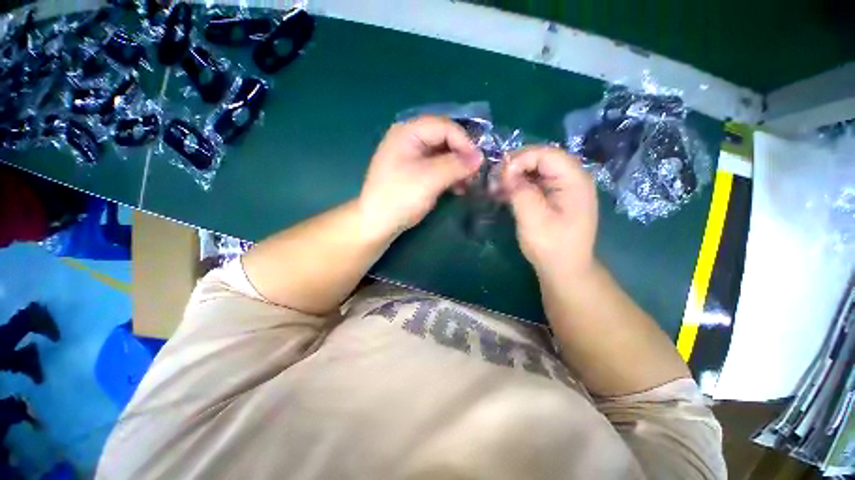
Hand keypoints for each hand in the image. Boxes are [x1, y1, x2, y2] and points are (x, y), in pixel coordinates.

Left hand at [359, 116, 482, 236]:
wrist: (377, 223)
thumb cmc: (400, 198)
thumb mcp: (430, 179)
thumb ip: (456, 165)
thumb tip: (480, 157)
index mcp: (408, 132)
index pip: (444, 126)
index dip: (464, 142)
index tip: (479, 162)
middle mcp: (409, 139)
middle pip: (444, 138)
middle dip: (462, 155)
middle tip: (476, 172)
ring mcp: (411, 156)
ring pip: (442, 154)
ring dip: (458, 167)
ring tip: (469, 182)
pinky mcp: (415, 171)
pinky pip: (437, 166)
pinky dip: (449, 175)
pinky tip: (458, 188)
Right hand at [501, 147, 597, 278]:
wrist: (564, 269)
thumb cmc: (551, 246)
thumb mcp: (533, 219)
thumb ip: (520, 191)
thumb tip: (507, 173)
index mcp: (574, 180)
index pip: (546, 154)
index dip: (520, 159)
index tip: (500, 176)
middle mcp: (573, 178)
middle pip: (541, 159)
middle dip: (515, 167)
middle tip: (494, 180)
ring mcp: (564, 187)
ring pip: (536, 170)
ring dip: (514, 176)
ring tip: (496, 188)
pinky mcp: (555, 196)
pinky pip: (535, 182)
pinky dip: (518, 185)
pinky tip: (504, 194)